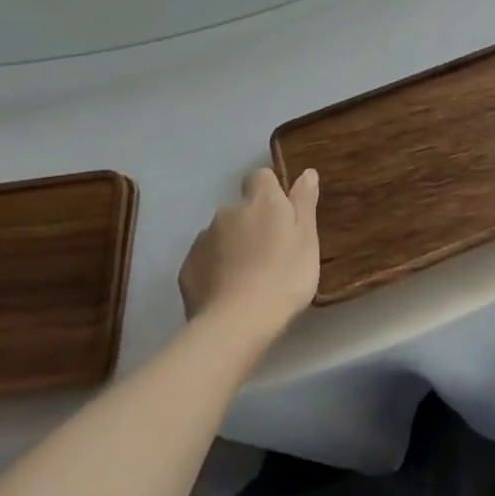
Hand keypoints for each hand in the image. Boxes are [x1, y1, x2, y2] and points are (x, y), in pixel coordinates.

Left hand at [179, 167, 319, 336]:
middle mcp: (228, 211)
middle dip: (252, 223)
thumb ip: (304, 202)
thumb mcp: (307, 239)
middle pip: (241, 208)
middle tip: (270, 253)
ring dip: (233, 246)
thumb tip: (306, 172)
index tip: (282, 214)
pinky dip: (215, 269)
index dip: (270, 190)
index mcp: (261, 201)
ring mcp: (203, 239)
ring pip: (221, 234)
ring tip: (248, 277)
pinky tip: (228, 291)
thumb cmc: (284, 276)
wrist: (236, 323)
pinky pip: (205, 259)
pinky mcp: (187, 267)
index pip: (261, 176)